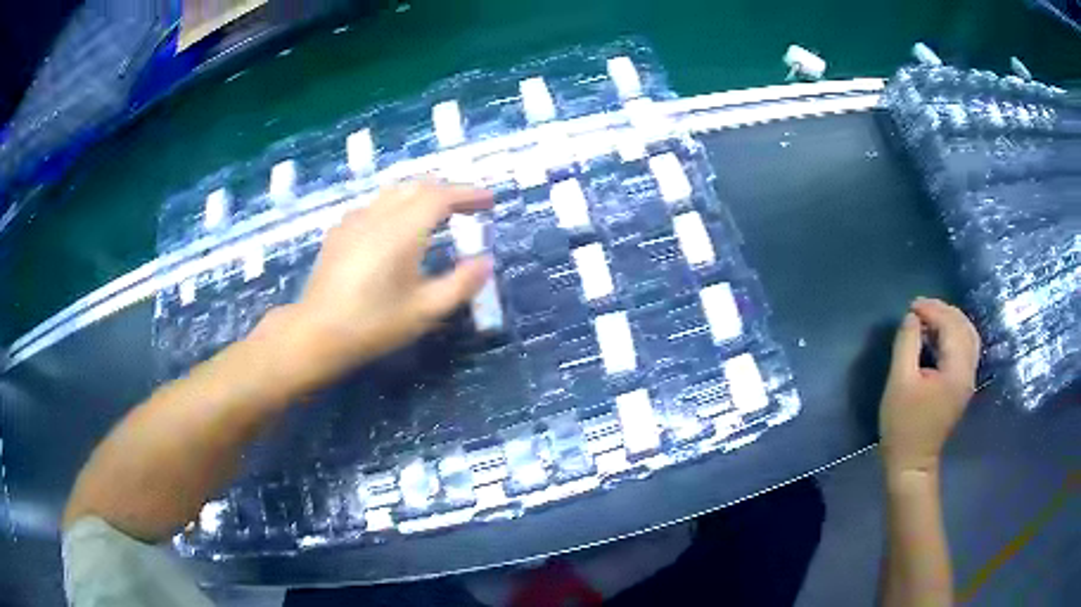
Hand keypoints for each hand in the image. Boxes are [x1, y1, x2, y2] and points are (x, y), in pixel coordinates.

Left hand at [263, 181, 492, 391]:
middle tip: (467, 209)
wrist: (317, 333)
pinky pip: (374, 206)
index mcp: (403, 230)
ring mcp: (354, 220)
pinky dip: (396, 207)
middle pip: (418, 186)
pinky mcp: (339, 231)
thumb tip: (485, 262)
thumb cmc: (374, 324)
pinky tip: (394, 229)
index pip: (441, 195)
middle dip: (447, 191)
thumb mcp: (425, 311)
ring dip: (421, 195)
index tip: (489, 202)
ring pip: (394, 192)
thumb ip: (461, 284)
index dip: (468, 194)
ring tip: (436, 215)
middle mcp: (379, 215)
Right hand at [879, 298, 980, 476]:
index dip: (932, 310)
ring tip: (929, 317)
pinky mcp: (963, 386)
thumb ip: (907, 344)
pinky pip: (966, 348)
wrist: (911, 463)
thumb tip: (912, 318)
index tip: (911, 306)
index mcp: (956, 370)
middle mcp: (968, 371)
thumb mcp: (899, 382)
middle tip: (920, 307)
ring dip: (951, 321)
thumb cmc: (903, 425)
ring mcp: (968, 380)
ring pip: (968, 336)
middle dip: (943, 311)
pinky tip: (939, 336)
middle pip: (964, 327)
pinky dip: (954, 334)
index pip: (951, 326)